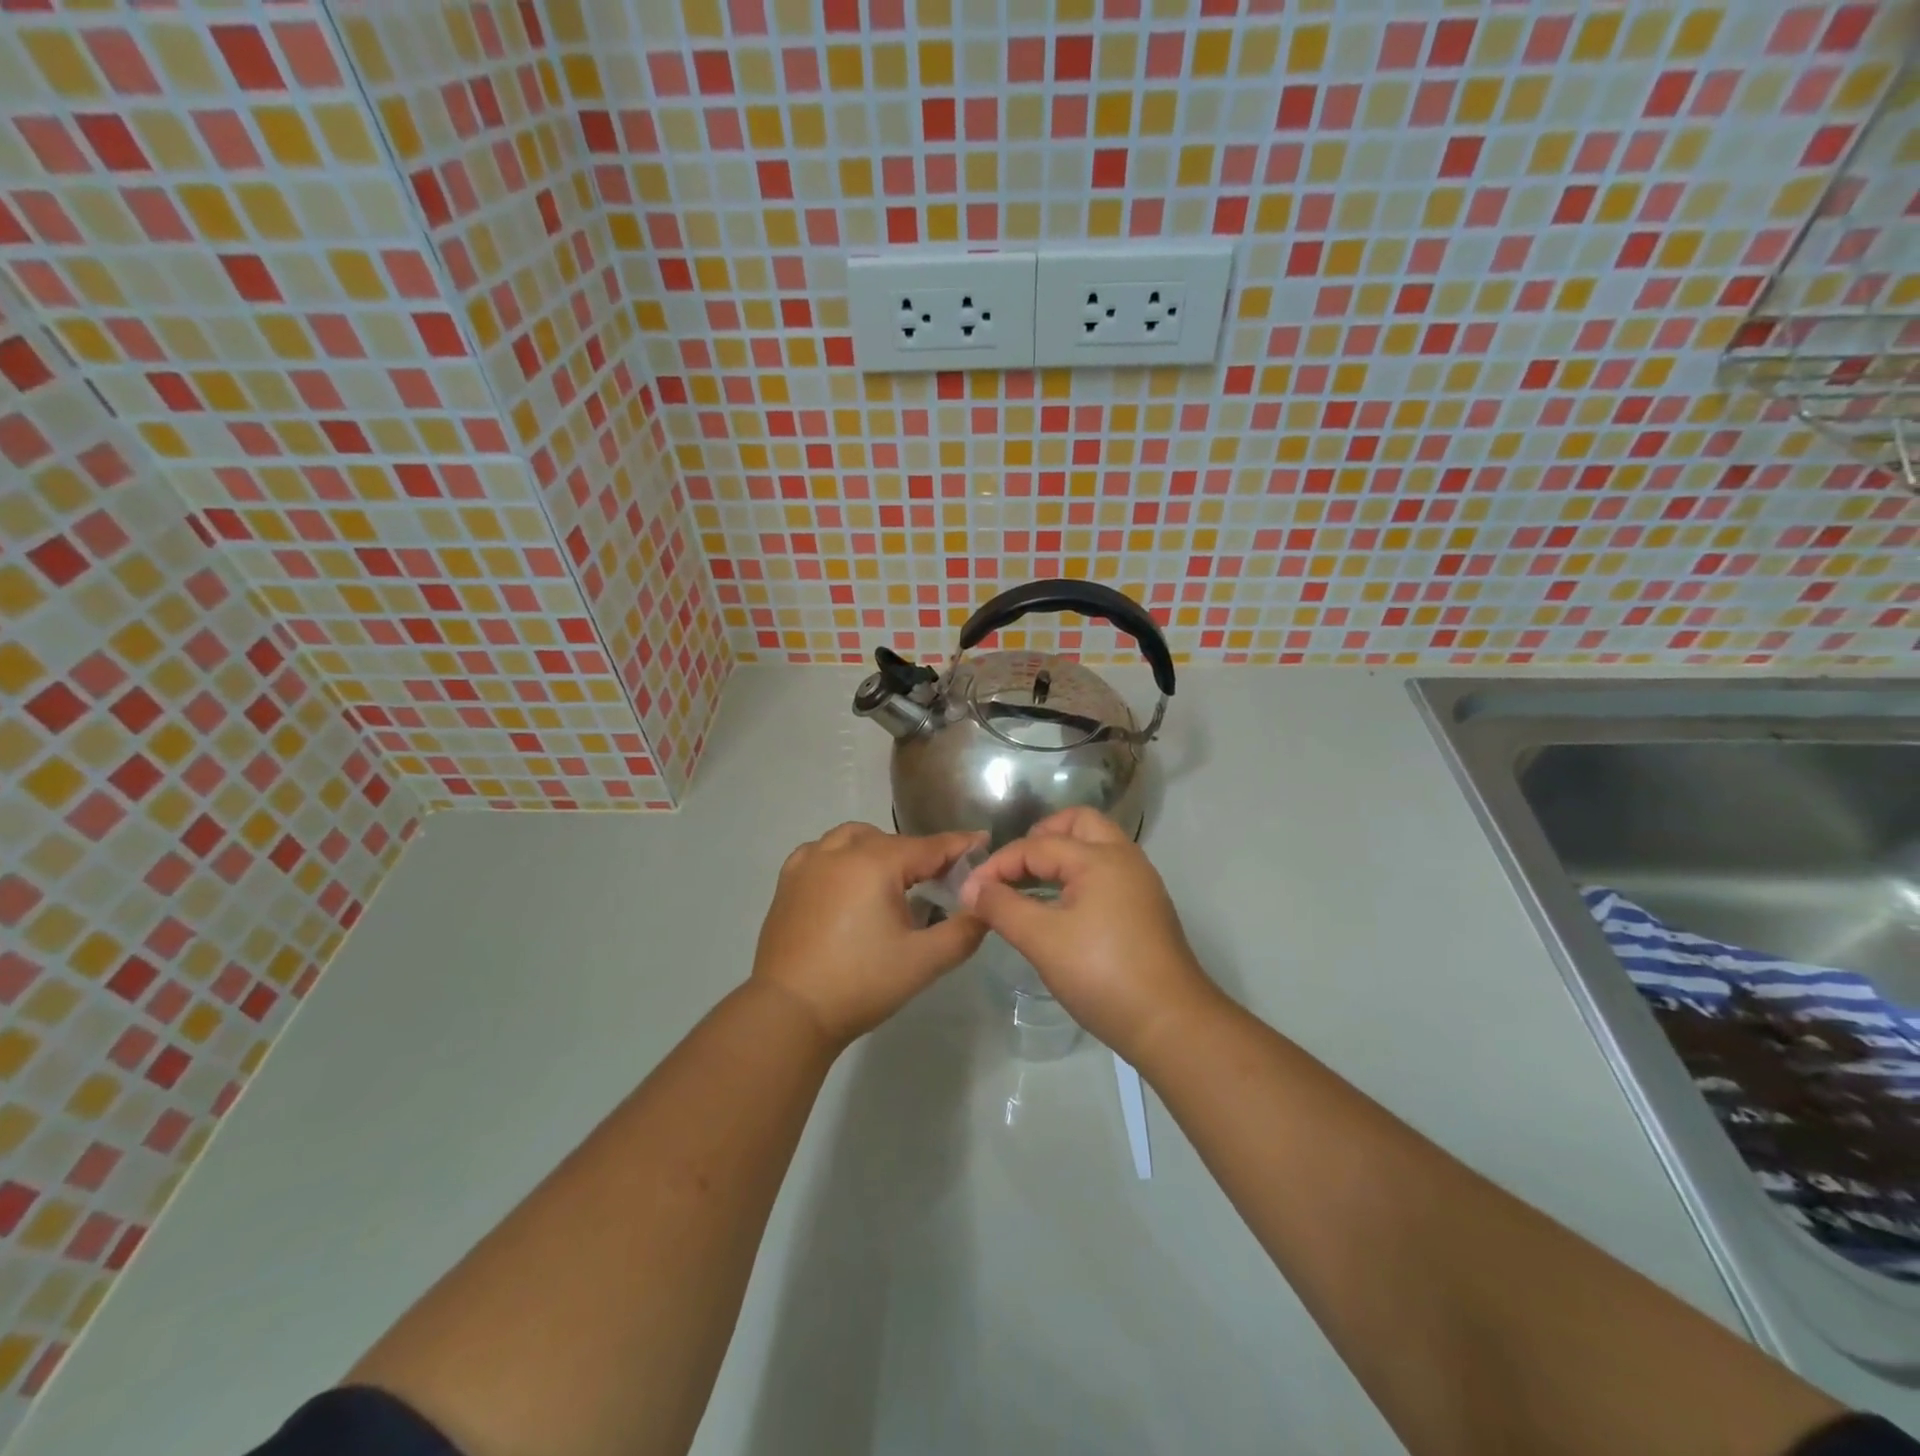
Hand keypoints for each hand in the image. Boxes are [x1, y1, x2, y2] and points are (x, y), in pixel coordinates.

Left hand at [752, 823, 987, 1046]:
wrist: (790, 1012)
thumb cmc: (861, 984)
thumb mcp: (923, 962)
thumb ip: (963, 932)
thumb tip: (984, 909)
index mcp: (875, 863)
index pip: (929, 847)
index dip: (959, 846)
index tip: (983, 842)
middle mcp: (840, 852)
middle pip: (892, 841)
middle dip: (920, 854)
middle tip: (940, 879)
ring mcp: (809, 863)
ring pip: (854, 838)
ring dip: (879, 849)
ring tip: (893, 879)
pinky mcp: (788, 882)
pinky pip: (821, 851)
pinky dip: (842, 856)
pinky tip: (848, 881)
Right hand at [960, 808, 1216, 1061]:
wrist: (1171, 1024)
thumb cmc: (1102, 975)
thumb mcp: (1042, 940)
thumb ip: (1002, 907)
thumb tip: (972, 888)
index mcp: (1100, 858)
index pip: (1037, 845)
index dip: (998, 864)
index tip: (970, 891)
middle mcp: (1125, 858)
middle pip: (1077, 824)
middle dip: (1040, 838)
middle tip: (1013, 869)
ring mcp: (1139, 883)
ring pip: (1095, 846)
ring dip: (1060, 856)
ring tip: (1029, 886)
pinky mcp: (1145, 908)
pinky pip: (1105, 871)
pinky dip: (1077, 875)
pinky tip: (1058, 907)